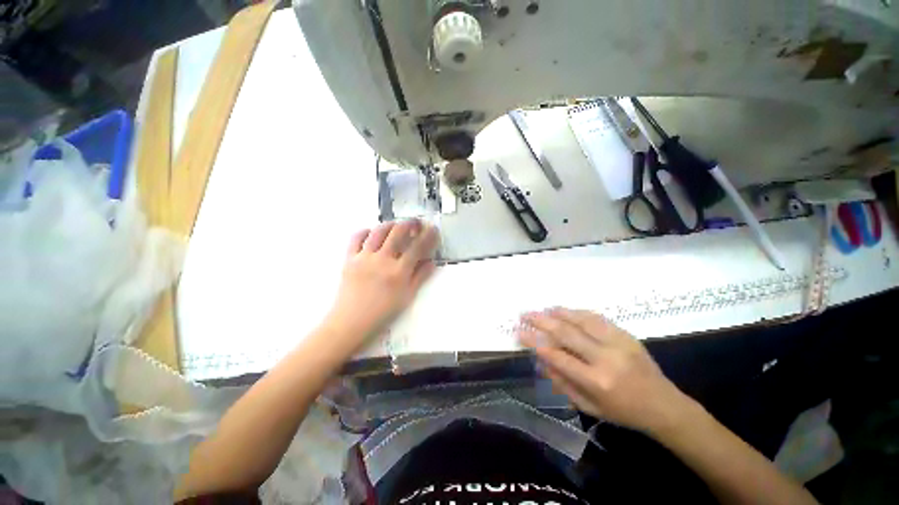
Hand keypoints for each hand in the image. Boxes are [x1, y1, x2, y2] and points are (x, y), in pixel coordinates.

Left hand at [325, 219, 439, 348]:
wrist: (351, 321)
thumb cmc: (382, 312)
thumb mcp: (407, 297)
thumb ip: (420, 277)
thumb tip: (431, 262)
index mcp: (399, 272)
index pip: (417, 247)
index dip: (428, 235)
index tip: (433, 229)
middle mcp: (382, 260)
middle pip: (398, 232)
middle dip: (410, 223)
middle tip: (416, 223)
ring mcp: (364, 257)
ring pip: (379, 231)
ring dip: (391, 224)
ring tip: (396, 225)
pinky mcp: (349, 258)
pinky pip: (356, 238)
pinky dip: (366, 231)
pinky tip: (372, 233)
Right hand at [518, 308, 694, 434]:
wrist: (663, 405)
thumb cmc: (623, 412)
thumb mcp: (589, 406)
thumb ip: (561, 383)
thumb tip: (539, 360)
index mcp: (596, 381)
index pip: (557, 356)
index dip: (534, 342)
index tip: (519, 332)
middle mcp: (606, 358)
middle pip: (566, 333)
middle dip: (541, 322)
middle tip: (524, 315)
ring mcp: (618, 343)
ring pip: (581, 320)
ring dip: (557, 313)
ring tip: (541, 310)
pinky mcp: (626, 334)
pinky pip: (596, 318)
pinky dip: (576, 312)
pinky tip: (564, 310)